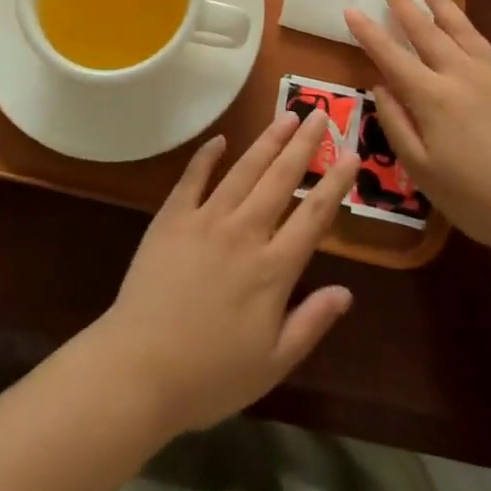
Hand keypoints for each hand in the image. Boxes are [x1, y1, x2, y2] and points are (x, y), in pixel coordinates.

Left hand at [88, 111, 357, 437]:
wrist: (140, 368)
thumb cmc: (210, 376)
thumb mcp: (273, 364)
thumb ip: (311, 323)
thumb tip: (347, 292)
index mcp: (273, 269)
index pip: (314, 216)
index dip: (335, 183)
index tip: (351, 154)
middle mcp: (244, 233)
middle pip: (281, 179)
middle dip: (304, 145)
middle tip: (320, 114)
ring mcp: (206, 219)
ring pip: (244, 170)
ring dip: (267, 141)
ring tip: (287, 116)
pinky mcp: (172, 217)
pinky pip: (193, 177)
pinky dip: (207, 156)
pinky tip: (220, 139)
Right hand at [345, 0, 490, 269]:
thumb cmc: (476, 200)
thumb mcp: (421, 170)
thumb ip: (397, 124)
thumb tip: (381, 87)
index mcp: (432, 97)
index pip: (391, 56)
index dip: (369, 33)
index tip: (351, 9)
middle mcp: (462, 74)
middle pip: (427, 33)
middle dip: (404, 6)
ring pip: (466, 30)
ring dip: (444, 5)